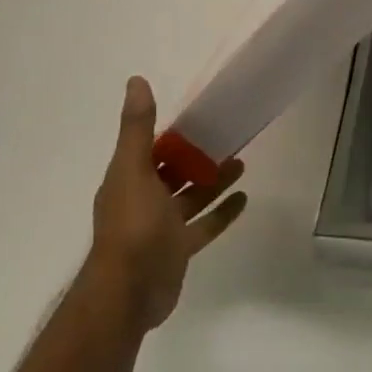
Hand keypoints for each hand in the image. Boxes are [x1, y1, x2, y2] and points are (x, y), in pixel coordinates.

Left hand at [82, 77, 246, 334]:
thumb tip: (136, 80)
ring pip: (192, 197)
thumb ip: (137, 128)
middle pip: (173, 172)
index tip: (200, 118)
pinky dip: (222, 213)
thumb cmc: (132, 225)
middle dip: (197, 156)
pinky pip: (205, 225)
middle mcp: (143, 199)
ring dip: (214, 180)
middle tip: (228, 137)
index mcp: (128, 179)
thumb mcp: (133, 169)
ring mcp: (162, 227)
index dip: (173, 134)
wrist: (129, 291)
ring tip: (241, 163)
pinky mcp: (179, 248)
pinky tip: (244, 199)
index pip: (151, 149)